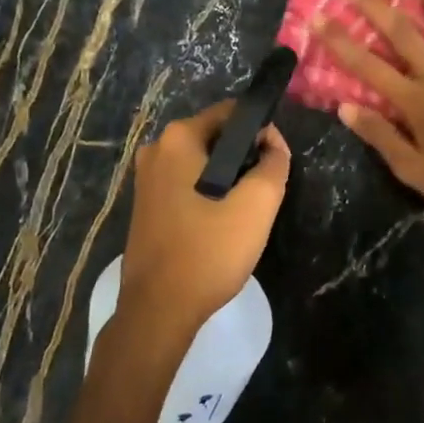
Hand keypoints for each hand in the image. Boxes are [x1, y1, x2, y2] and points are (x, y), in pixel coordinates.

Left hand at [119, 100, 290, 342]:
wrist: (159, 309)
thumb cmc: (209, 251)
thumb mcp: (257, 206)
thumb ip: (274, 164)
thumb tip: (273, 142)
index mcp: (178, 139)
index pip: (231, 113)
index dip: (261, 130)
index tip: (277, 160)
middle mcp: (155, 150)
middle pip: (215, 138)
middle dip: (244, 157)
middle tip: (265, 191)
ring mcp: (146, 180)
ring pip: (201, 165)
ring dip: (227, 179)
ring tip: (246, 212)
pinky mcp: (146, 207)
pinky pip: (186, 185)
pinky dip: (208, 195)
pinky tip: (221, 225)